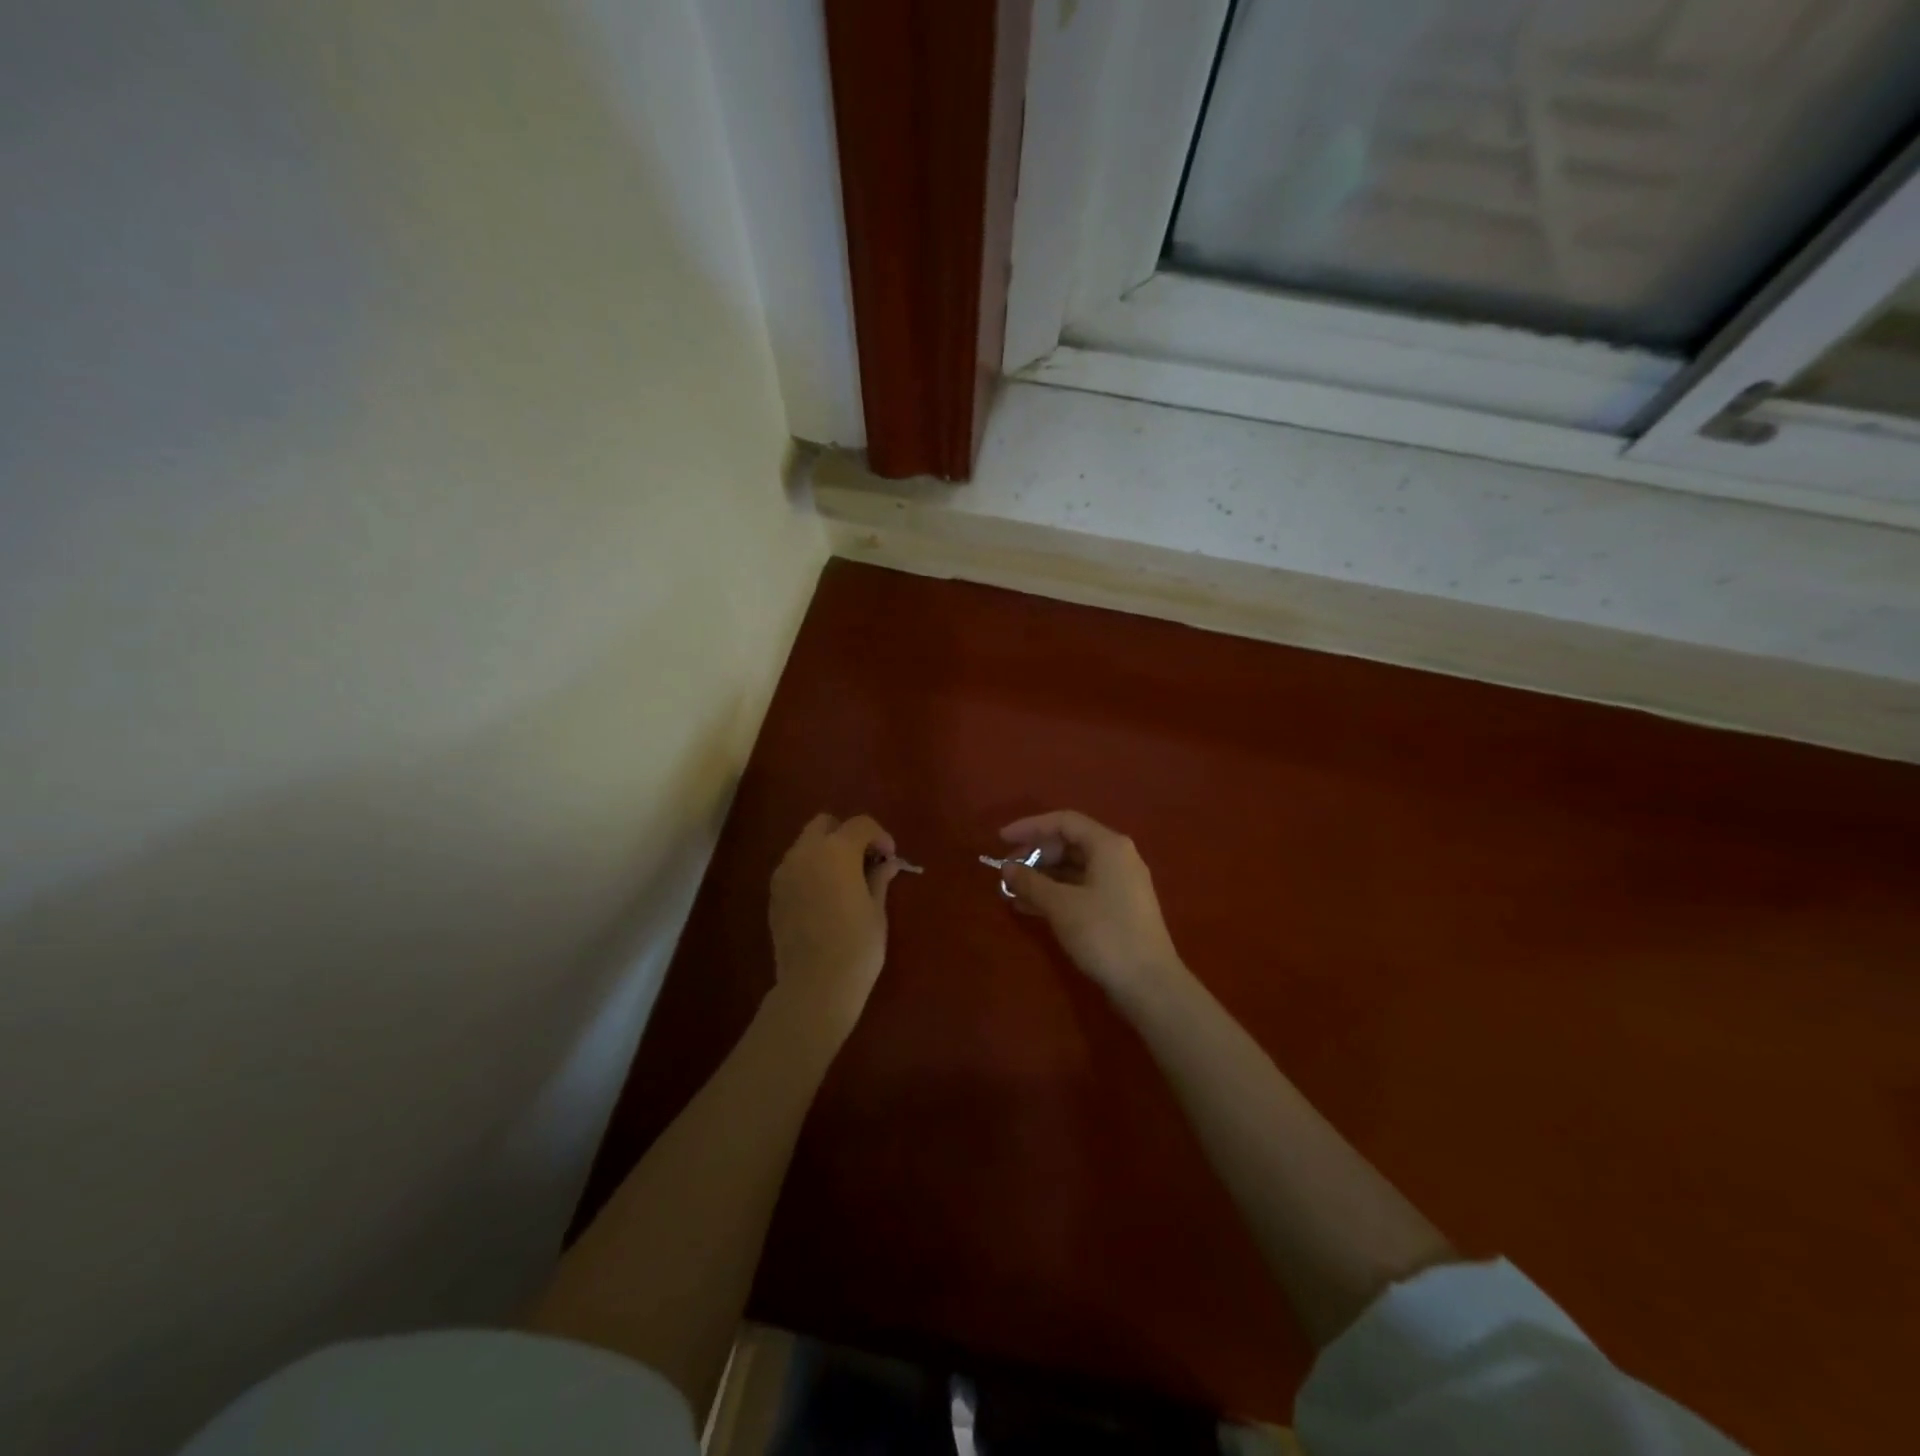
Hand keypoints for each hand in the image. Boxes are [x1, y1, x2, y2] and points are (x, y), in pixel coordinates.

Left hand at [768, 813, 902, 1037]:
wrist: (814, 987)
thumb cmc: (857, 947)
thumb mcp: (876, 910)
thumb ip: (879, 878)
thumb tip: (887, 863)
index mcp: (836, 851)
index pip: (860, 824)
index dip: (880, 836)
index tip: (890, 858)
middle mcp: (805, 853)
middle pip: (825, 824)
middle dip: (846, 835)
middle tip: (864, 862)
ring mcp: (784, 873)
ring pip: (806, 845)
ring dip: (826, 852)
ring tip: (844, 882)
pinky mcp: (774, 894)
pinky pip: (795, 868)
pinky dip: (811, 871)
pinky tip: (825, 898)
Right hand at [997, 810, 1186, 1010]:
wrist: (1149, 984)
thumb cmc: (1104, 934)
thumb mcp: (1061, 906)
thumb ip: (1030, 882)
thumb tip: (1007, 868)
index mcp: (1108, 845)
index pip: (1063, 822)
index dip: (1029, 827)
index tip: (1000, 839)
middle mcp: (1118, 856)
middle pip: (1069, 843)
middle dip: (1035, 855)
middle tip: (1007, 872)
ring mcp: (1121, 883)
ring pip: (1074, 868)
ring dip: (1042, 877)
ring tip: (1012, 893)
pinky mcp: (1119, 907)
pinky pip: (1081, 888)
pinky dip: (1057, 893)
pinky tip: (1031, 908)